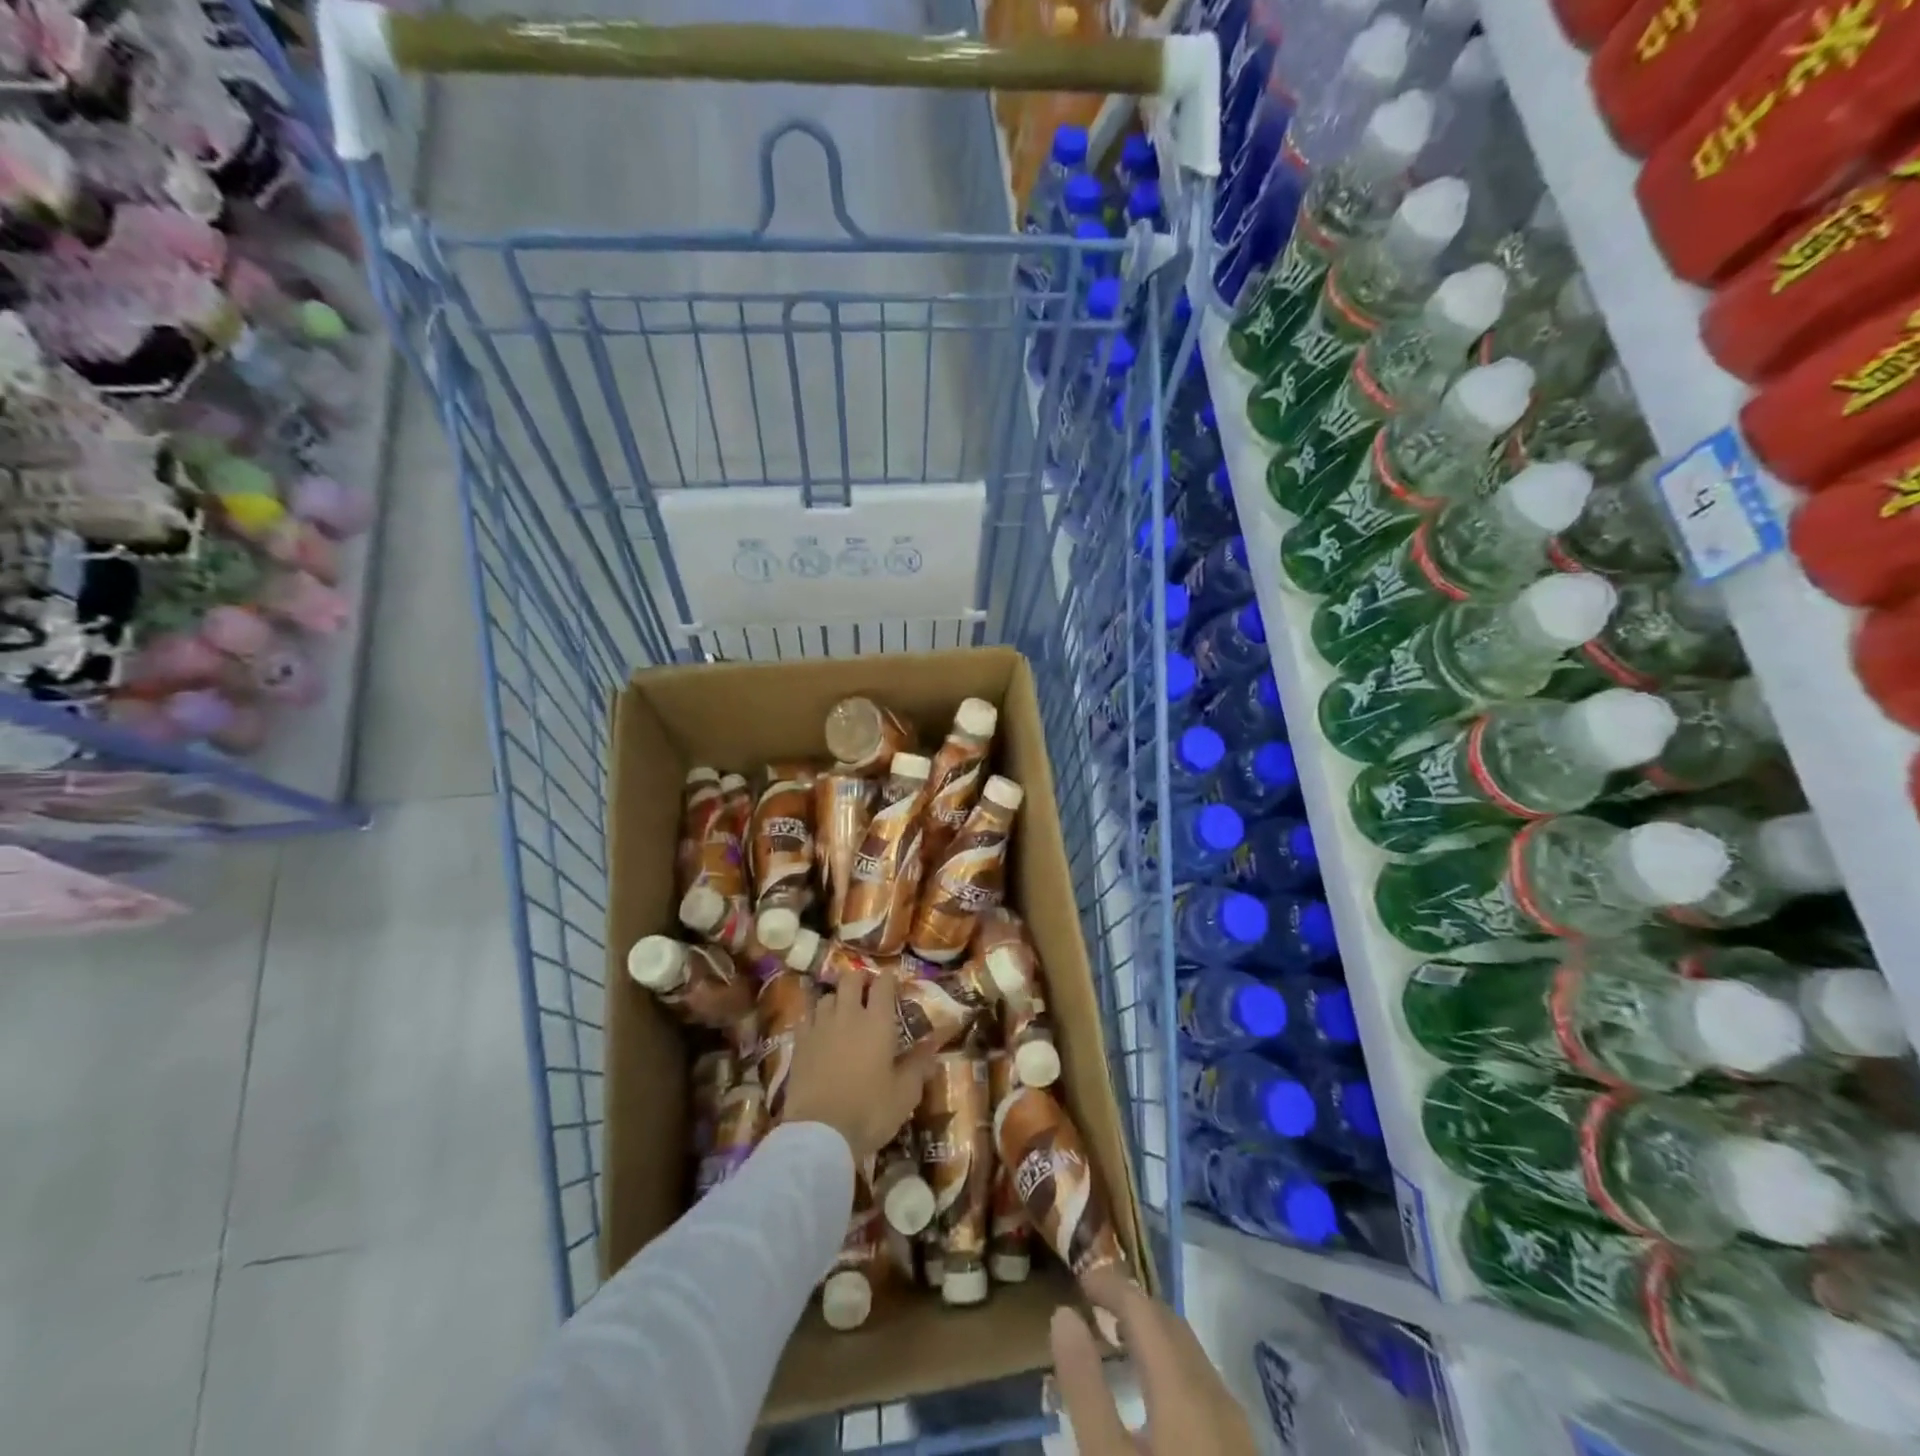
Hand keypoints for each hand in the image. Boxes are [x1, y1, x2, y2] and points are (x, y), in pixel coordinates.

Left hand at [782, 966, 932, 1163]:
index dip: (888, 978)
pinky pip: (806, 1018)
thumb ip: (918, 1066)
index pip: (882, 985)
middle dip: (859, 980)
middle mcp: (848, 1015)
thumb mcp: (904, 1094)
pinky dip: (814, 1018)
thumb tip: (932, 1047)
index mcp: (877, 1022)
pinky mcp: (799, 1044)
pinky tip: (818, 1029)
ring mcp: (820, 1027)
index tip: (891, 980)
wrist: (819, 1133)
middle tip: (866, 991)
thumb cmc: (869, 1111)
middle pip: (850, 980)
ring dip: (836, 998)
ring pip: (827, 997)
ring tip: (841, 1011)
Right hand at [1050, 1273, 1256, 1454]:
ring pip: (1191, 1356)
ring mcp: (1237, 1432)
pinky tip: (1152, 1398)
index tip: (1078, 1281)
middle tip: (1093, 1306)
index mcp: (1184, 1390)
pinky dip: (1170, 1369)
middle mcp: (1216, 1397)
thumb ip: (1084, 1387)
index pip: (1144, 1309)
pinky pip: (1202, 1388)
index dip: (1110, 1286)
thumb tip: (1064, 1316)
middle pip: (1172, 1326)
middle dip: (1132, 1306)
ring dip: (1153, 1337)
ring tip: (1116, 1343)